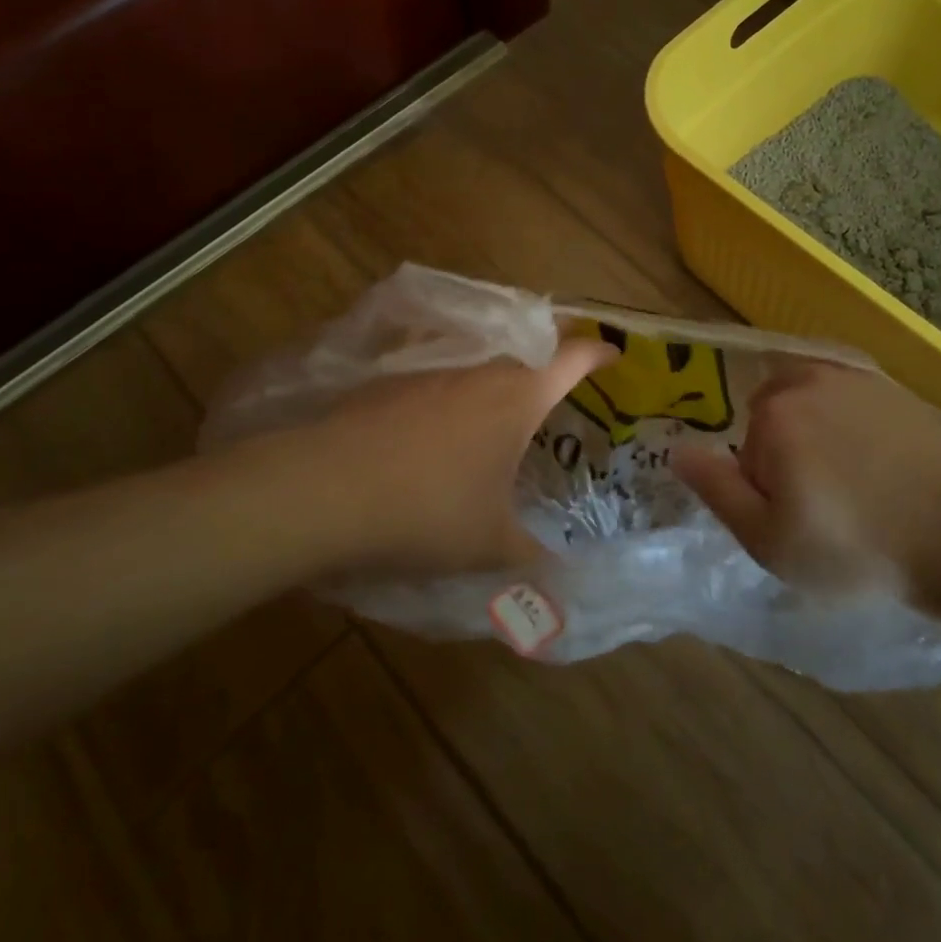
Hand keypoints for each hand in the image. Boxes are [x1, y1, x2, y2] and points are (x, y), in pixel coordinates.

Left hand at [208, 338, 616, 578]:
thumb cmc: (427, 511)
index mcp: (517, 396)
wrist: (324, 489)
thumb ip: (534, 560)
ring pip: (477, 365)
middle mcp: (478, 370)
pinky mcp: (388, 381)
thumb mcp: (490, 545)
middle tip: (559, 402)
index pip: (573, 357)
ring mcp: (429, 370)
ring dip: (496, 384)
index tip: (616, 356)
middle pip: (525, 355)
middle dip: (547, 371)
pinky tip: (438, 433)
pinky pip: (436, 378)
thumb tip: (565, 587)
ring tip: (500, 420)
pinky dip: (450, 397)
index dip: (599, 354)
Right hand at [672, 359, 940, 619]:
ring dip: (821, 442)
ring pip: (812, 410)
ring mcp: (857, 379)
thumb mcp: (770, 540)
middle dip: (788, 459)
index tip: (801, 525)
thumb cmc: (860, 547)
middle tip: (826, 509)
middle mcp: (808, 380)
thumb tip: (677, 449)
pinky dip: (854, 431)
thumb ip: (716, 489)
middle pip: (774, 421)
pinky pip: (850, 405)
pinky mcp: (896, 390)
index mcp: (773, 414)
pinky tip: (882, 470)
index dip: (765, 493)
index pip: (745, 452)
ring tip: (857, 490)